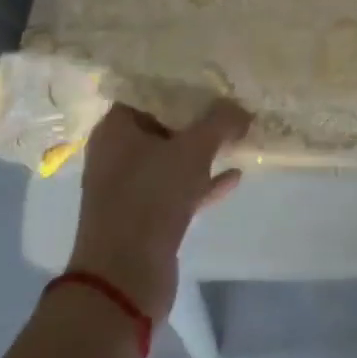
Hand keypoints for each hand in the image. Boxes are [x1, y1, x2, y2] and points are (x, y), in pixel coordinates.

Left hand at [66, 101, 252, 320]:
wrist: (124, 280)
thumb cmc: (150, 198)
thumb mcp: (193, 150)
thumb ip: (220, 121)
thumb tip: (241, 108)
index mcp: (115, 130)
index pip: (148, 92)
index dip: (181, 84)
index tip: (213, 77)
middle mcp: (117, 155)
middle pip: (163, 125)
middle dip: (198, 117)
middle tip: (232, 103)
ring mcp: (130, 189)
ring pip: (172, 158)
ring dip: (203, 149)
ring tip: (239, 135)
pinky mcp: (145, 218)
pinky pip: (179, 189)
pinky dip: (203, 181)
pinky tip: (235, 175)